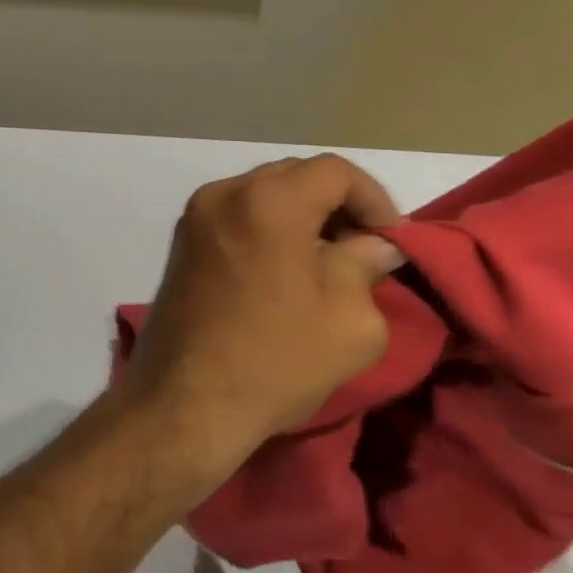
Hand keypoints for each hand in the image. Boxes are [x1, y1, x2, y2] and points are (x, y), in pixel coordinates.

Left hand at [117, 154, 404, 491]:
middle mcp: (224, 193)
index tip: (391, 243)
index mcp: (267, 201)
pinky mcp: (181, 240)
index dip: (374, 199)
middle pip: (295, 176)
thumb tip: (376, 245)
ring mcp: (195, 215)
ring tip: (326, 263)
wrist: (186, 401)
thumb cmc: (276, 360)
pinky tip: (284, 269)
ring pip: (263, 193)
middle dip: (336, 206)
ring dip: (301, 216)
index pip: (334, 171)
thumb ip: (367, 266)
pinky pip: (237, 214)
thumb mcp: (350, 321)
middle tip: (362, 251)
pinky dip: (267, 227)